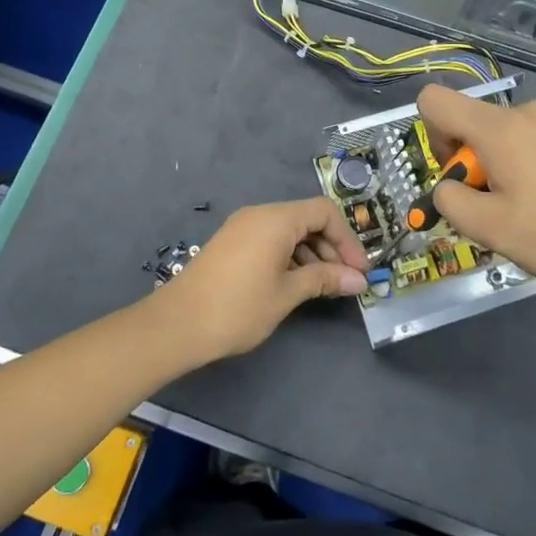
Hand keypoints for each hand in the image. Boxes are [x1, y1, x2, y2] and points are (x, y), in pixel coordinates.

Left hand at [157, 198, 368, 360]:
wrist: (177, 324)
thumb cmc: (238, 308)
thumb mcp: (287, 294)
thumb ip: (324, 280)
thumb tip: (358, 280)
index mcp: (276, 219)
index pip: (324, 211)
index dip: (347, 239)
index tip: (359, 270)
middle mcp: (260, 214)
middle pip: (307, 218)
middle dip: (331, 247)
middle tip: (345, 282)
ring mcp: (243, 227)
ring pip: (289, 230)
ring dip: (312, 254)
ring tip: (322, 287)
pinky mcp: (232, 243)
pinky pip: (271, 239)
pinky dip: (290, 256)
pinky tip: (295, 283)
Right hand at [416, 85, 535, 304]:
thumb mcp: (493, 233)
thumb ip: (451, 201)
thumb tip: (447, 186)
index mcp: (500, 130)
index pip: (436, 100)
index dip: (435, 134)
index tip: (462, 172)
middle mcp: (534, 109)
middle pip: (485, 123)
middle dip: (485, 159)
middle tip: (511, 204)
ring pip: (525, 129)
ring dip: (524, 157)